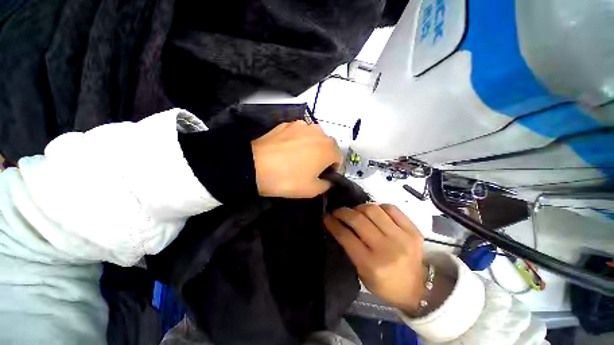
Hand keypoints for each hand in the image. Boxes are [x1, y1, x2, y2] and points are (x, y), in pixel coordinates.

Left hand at [251, 121, 342, 198]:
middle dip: (324, 156)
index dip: (333, 169)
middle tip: (311, 167)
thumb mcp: (312, 190)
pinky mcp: (287, 124)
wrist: (255, 166)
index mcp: (329, 148)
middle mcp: (319, 132)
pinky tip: (287, 149)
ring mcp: (302, 125)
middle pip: (327, 146)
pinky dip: (298, 140)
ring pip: (314, 137)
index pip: (338, 158)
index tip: (323, 176)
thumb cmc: (288, 179)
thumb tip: (329, 180)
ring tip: (298, 157)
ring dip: (312, 146)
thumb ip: (327, 185)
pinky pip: (299, 133)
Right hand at [324, 204, 425, 312]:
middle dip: (343, 212)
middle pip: (358, 219)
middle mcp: (386, 249)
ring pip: (373, 210)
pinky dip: (378, 207)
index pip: (346, 236)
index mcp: (371, 264)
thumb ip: (350, 249)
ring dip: (359, 207)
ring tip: (356, 211)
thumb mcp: (362, 273)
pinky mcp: (413, 230)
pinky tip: (374, 212)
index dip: (333, 223)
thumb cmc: (385, 284)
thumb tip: (339, 225)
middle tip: (338, 211)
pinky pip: (391, 208)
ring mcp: (402, 237)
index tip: (327, 217)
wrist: (419, 288)